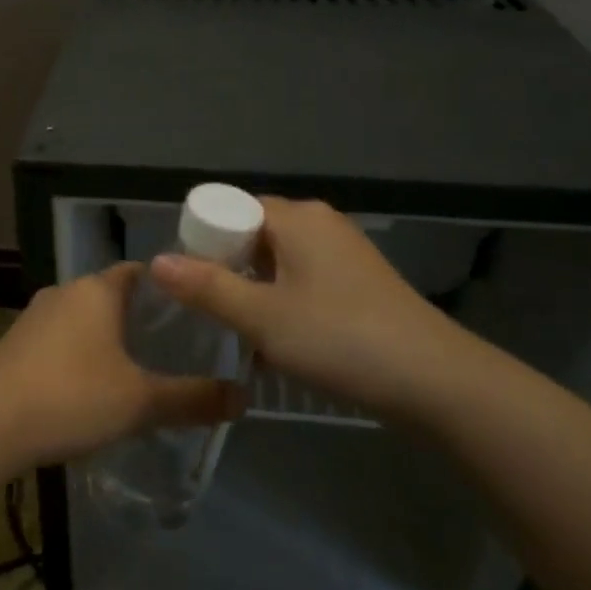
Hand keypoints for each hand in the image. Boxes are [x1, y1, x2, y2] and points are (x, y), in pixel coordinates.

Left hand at [0, 265, 244, 467]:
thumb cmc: (71, 397)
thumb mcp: (140, 402)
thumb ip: (192, 399)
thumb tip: (243, 398)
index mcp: (96, 290)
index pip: (140, 271)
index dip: (167, 287)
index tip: (193, 310)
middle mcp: (64, 293)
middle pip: (110, 295)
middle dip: (138, 317)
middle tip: (173, 346)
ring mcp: (33, 318)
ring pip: (81, 319)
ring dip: (105, 338)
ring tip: (135, 369)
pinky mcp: (12, 345)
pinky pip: (57, 341)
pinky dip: (77, 356)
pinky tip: (86, 389)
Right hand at [149, 197, 505, 420]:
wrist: (433, 380)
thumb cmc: (339, 338)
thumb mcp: (262, 317)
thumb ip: (207, 288)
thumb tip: (157, 261)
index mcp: (296, 218)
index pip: (232, 209)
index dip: (203, 239)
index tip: (186, 281)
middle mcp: (320, 224)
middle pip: (254, 234)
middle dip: (226, 269)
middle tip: (206, 310)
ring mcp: (343, 252)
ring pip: (278, 261)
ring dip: (254, 290)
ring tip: (237, 330)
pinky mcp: (358, 282)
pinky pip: (303, 279)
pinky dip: (282, 301)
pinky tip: (277, 341)